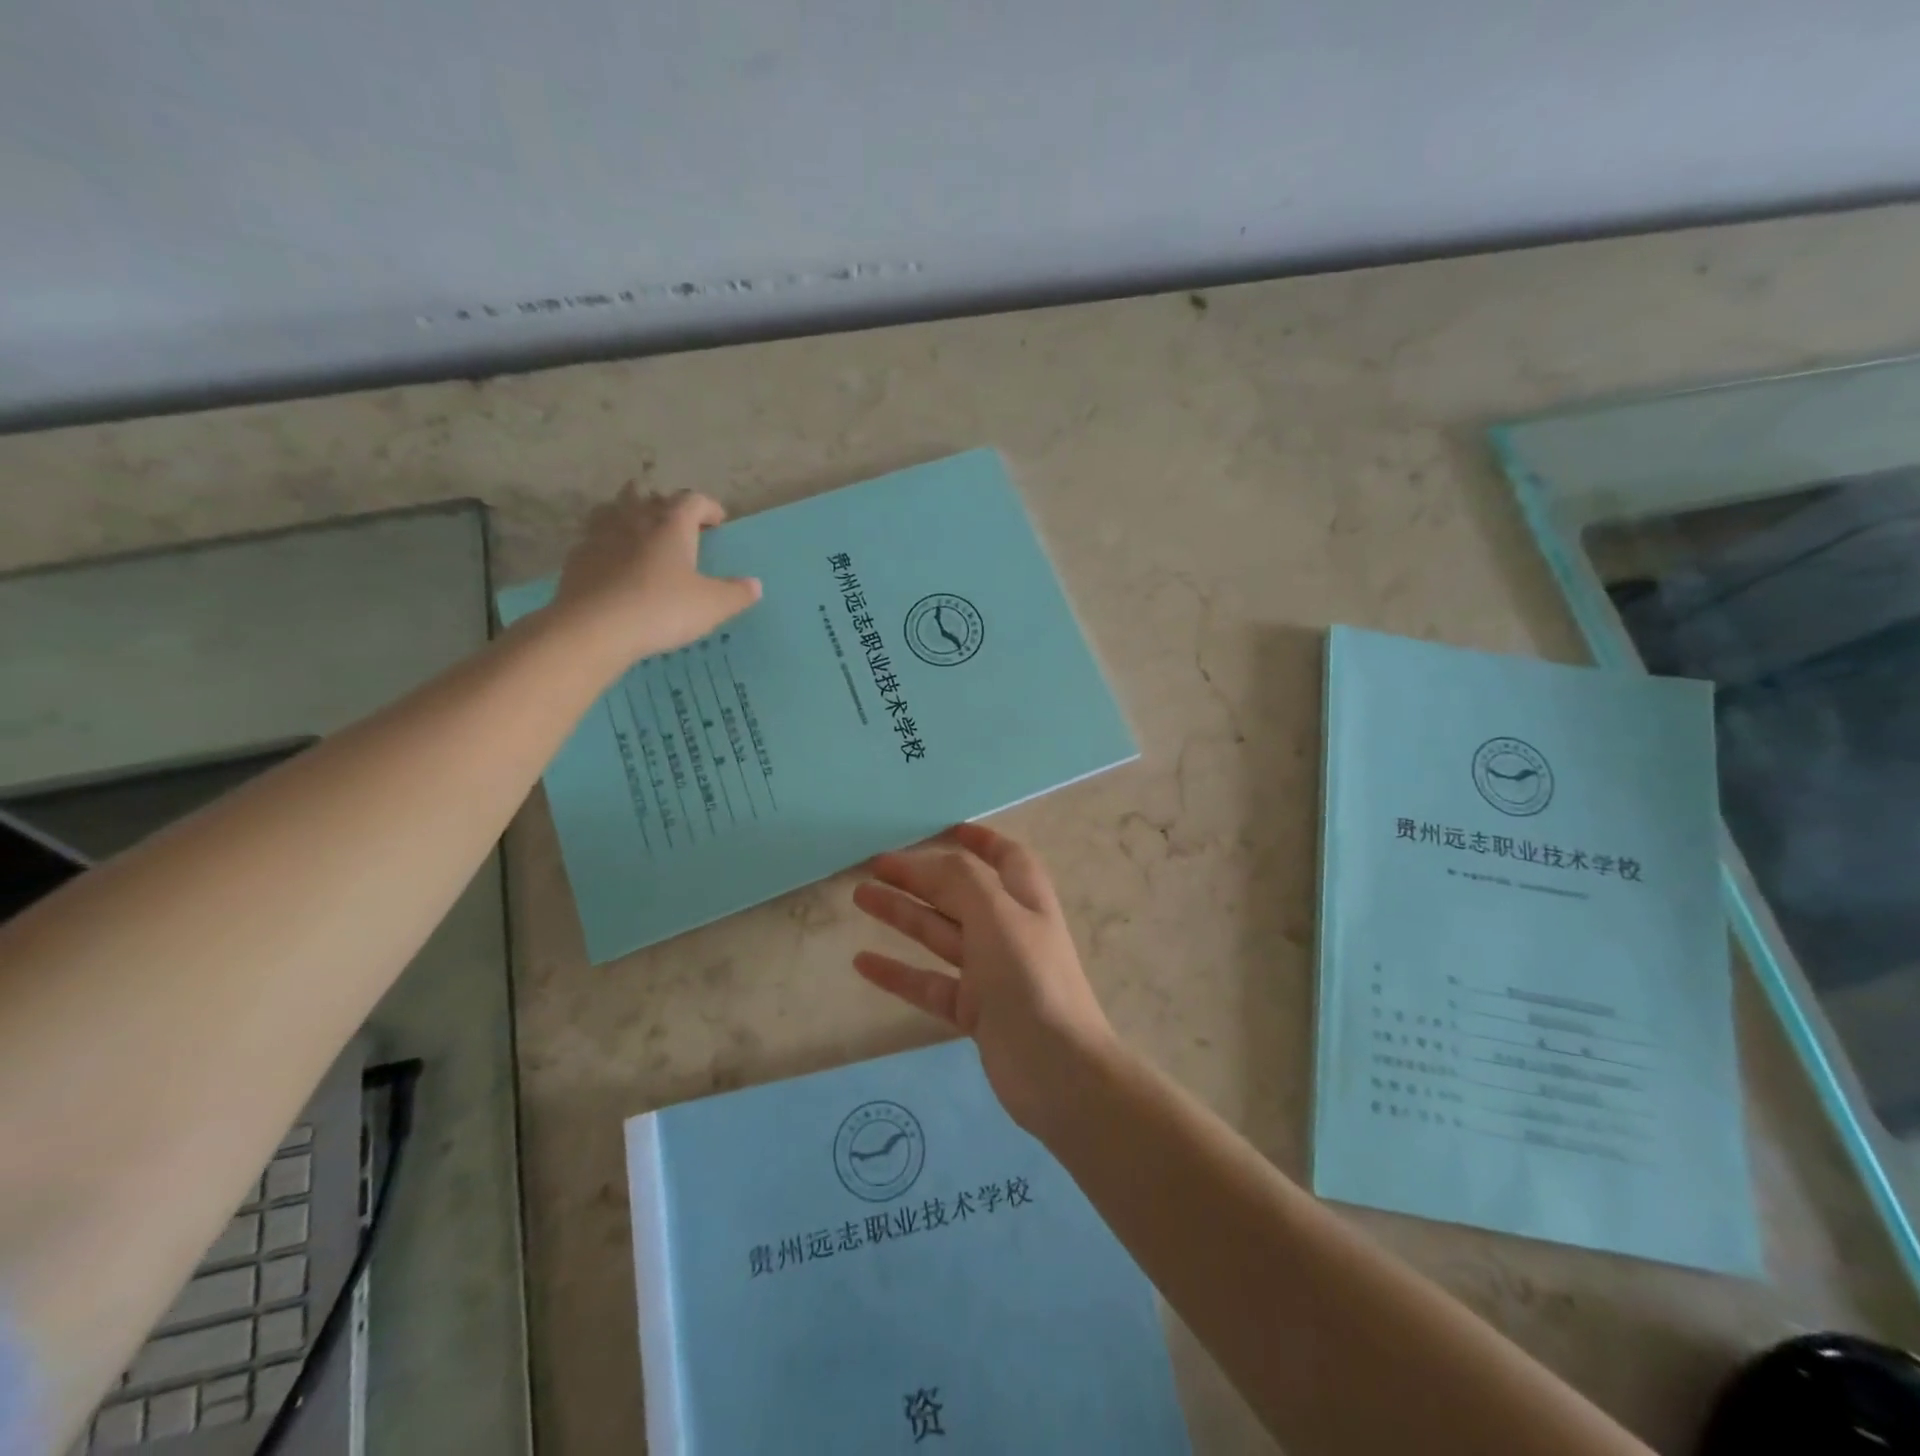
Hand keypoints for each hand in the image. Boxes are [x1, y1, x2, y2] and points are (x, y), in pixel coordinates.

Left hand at [550, 485, 761, 670]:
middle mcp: (634, 519)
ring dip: (629, 515)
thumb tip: (754, 585)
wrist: (594, 628)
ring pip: (614, 509)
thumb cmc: (661, 609)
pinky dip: (607, 544)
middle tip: (677, 524)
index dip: (708, 507)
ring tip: (641, 535)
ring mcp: (600, 535)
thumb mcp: (712, 606)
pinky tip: (614, 565)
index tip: (718, 522)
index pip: (693, 500)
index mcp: (671, 524)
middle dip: (664, 504)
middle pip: (647, 494)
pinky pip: (594, 539)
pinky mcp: (577, 557)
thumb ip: (736, 593)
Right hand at [852, 824, 1116, 1133]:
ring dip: (902, 915)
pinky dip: (899, 972)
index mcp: (1026, 901)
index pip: (1006, 857)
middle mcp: (1009, 931)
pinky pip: (930, 984)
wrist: (1059, 1073)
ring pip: (940, 935)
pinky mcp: (975, 1012)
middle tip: (875, 864)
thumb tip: (930, 861)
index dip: (980, 841)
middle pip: (960, 893)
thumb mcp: (997, 917)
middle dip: (921, 876)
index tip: (945, 829)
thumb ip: (962, 882)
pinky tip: (863, 963)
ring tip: (861, 897)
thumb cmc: (1031, 980)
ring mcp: (992, 974)